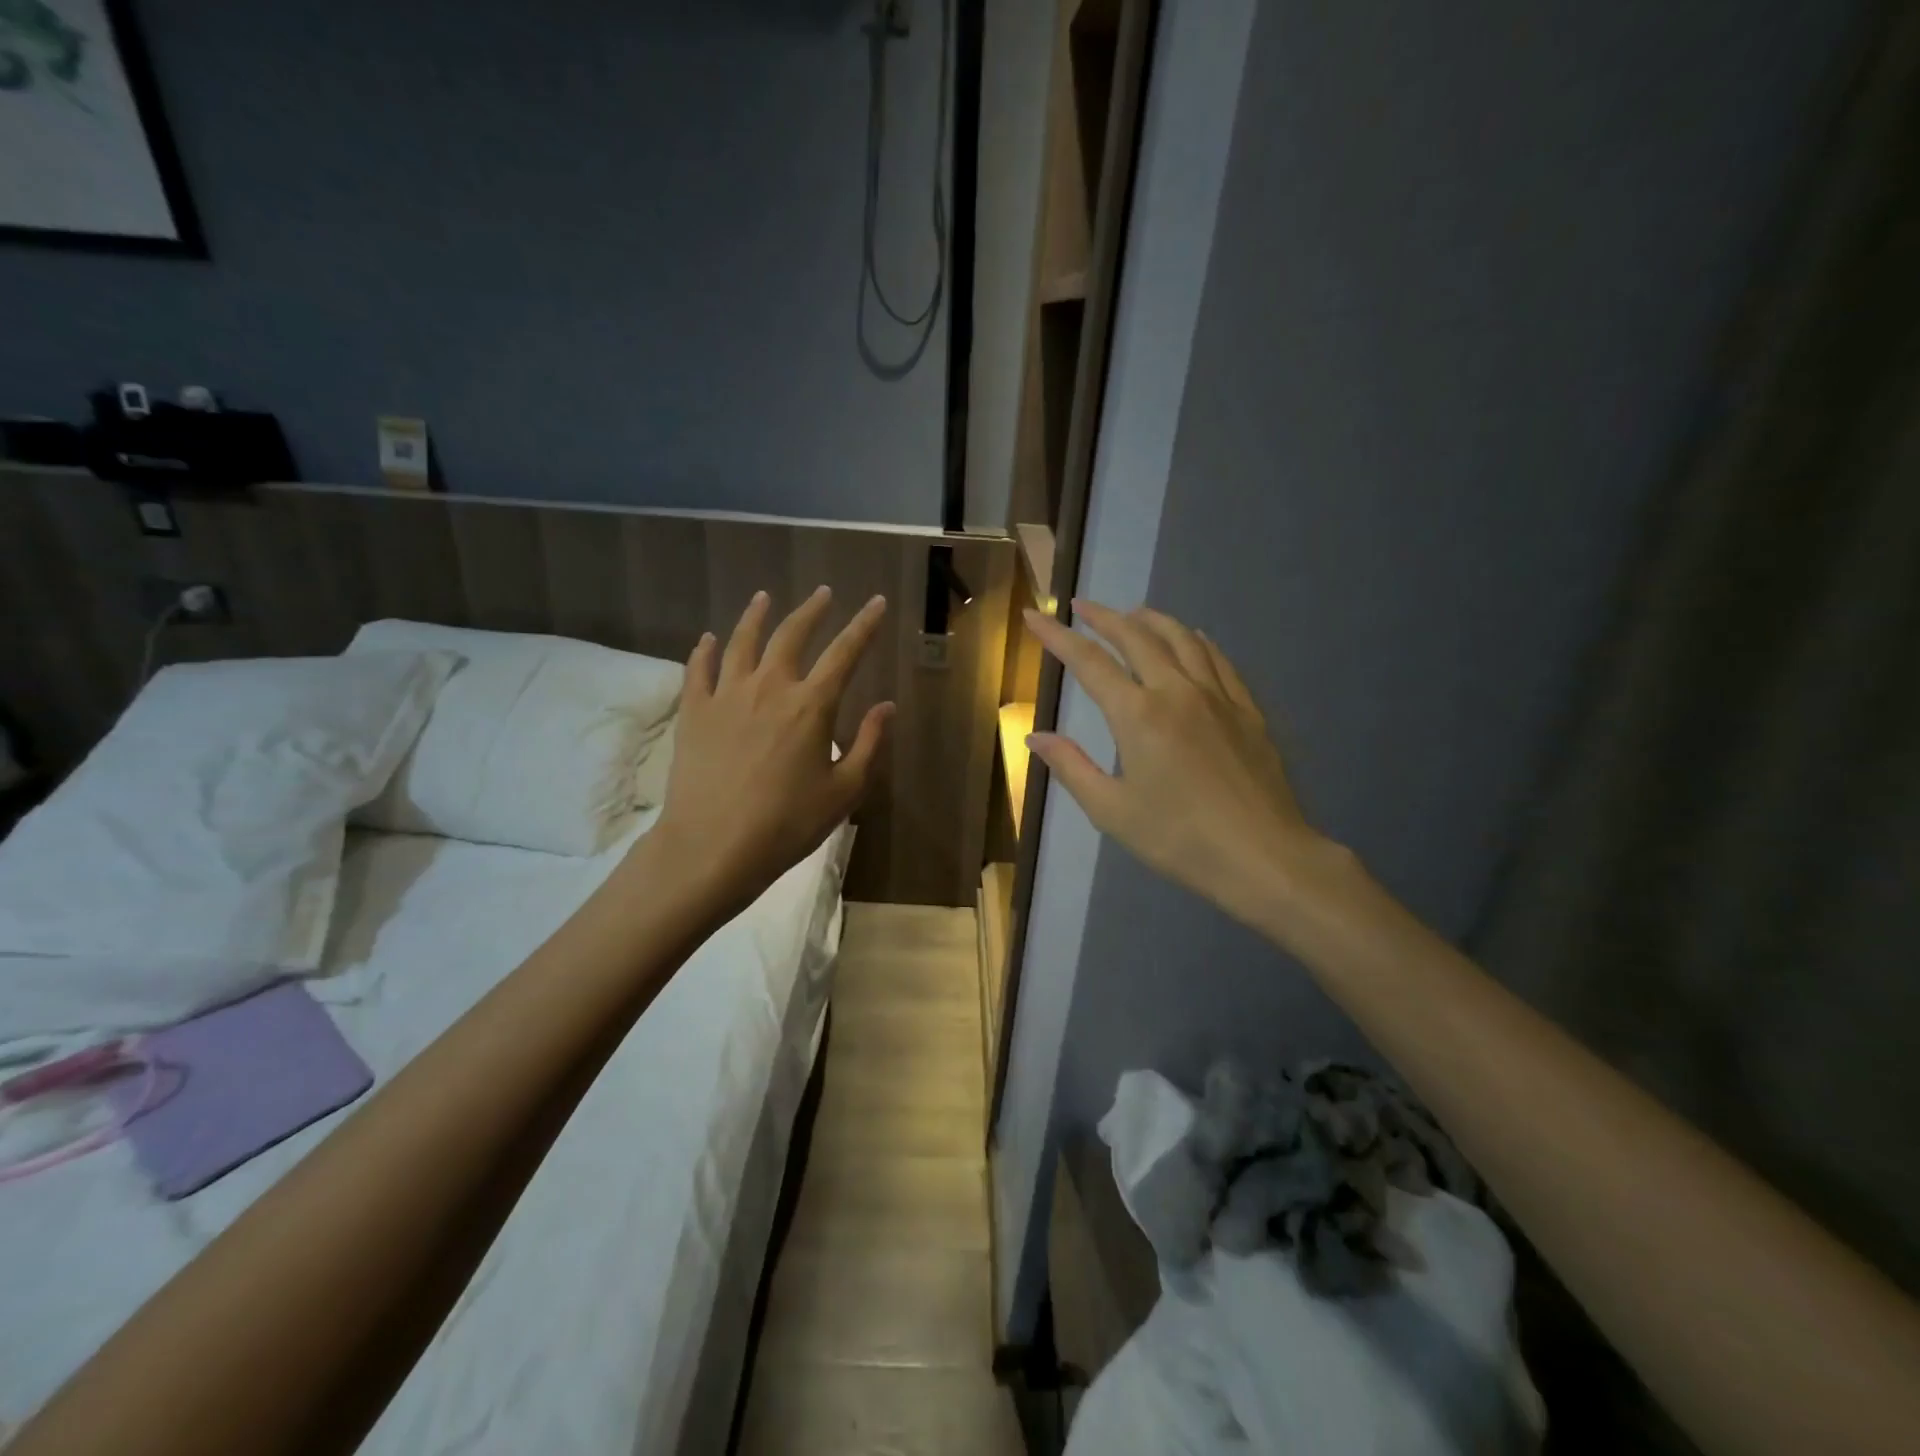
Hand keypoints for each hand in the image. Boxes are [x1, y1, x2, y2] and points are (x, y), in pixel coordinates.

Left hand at [650, 587, 891, 916]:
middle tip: (823, 593)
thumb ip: (869, 744)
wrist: (713, 846)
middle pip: (792, 635)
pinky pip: (698, 669)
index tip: (877, 602)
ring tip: (764, 598)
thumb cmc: (788, 824)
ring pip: (742, 642)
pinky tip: (708, 638)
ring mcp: (726, 696)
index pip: (845, 653)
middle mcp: (769, 688)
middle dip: (812, 610)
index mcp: (811, 706)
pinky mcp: (693, 712)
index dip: (864, 625)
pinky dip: (704, 650)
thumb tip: (886, 706)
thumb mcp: (844, 791)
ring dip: (757, 616)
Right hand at [1023, 600, 1328, 926]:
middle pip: (1136, 637)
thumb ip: (1071, 767)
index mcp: (1138, 715)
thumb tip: (1035, 736)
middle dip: (1103, 617)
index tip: (1034, 616)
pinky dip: (1196, 640)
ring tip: (1132, 613)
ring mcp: (1217, 696)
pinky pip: (1218, 659)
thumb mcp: (1111, 811)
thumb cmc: (1179, 839)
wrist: (1263, 856)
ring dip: (1151, 620)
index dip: (1057, 636)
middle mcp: (1176, 691)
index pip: (1089, 662)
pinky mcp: (1246, 709)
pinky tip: (1192, 638)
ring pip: (1181, 639)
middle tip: (1081, 607)